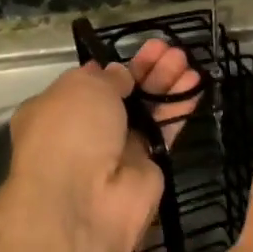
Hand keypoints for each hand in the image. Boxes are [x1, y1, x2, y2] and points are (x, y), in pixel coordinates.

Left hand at [3, 38, 199, 251]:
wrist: (84, 201)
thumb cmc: (71, 132)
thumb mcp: (82, 87)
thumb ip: (106, 76)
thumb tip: (119, 74)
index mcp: (55, 110)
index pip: (87, 84)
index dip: (113, 67)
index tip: (136, 51)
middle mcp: (84, 131)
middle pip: (122, 94)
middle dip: (146, 70)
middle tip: (170, 50)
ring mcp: (116, 151)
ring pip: (146, 110)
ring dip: (166, 84)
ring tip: (187, 60)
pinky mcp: (146, 168)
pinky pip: (165, 132)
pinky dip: (179, 108)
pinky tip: (197, 84)